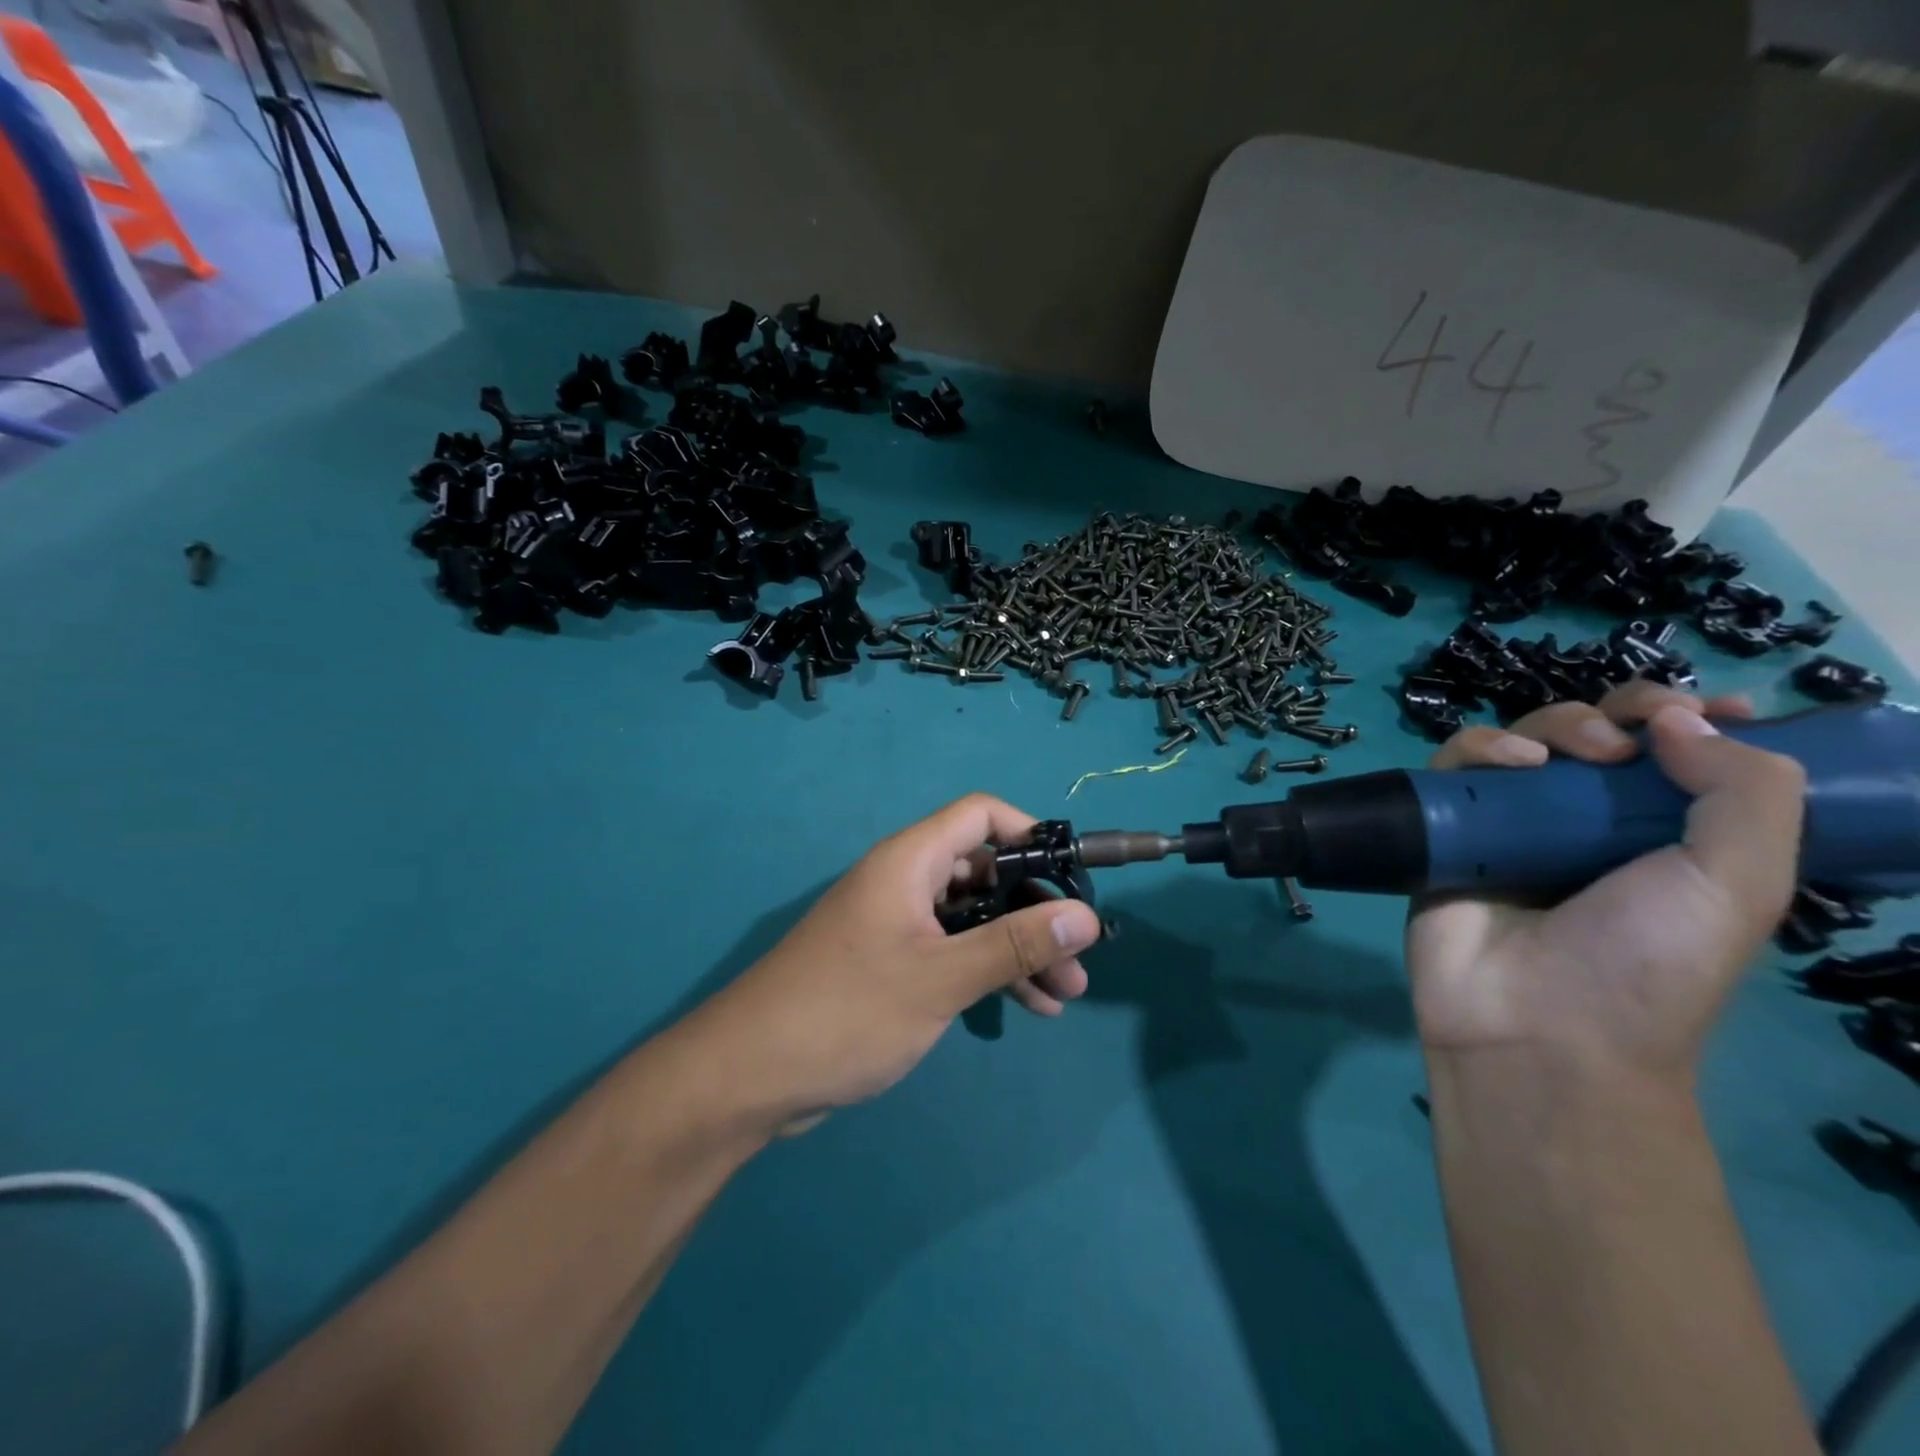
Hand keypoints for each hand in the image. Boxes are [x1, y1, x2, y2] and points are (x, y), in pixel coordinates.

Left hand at [686, 795, 1101, 1130]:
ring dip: (1019, 949)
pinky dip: (988, 972)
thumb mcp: (940, 978)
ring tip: (1067, 993)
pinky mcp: (890, 965)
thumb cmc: (847, 1011)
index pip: (981, 816)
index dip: (1030, 834)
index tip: (1072, 878)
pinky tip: (1028, 1008)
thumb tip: (1085, 917)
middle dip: (1035, 910)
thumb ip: (1014, 944)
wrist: (750, 1075)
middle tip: (1078, 957)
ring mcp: (896, 925)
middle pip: (984, 873)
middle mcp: (904, 882)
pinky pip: (952, 953)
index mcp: (910, 862)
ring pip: (973, 919)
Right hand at [1407, 681, 1803, 1087]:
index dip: (1698, 720)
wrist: (1538, 1024)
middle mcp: (1587, 823)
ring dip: (1552, 725)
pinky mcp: (1448, 830)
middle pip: (1597, 733)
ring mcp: (1512, 826)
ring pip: (1523, 739)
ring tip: (1567, 753)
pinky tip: (1509, 764)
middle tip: (1629, 732)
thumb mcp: (1741, 884)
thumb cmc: (1650, 963)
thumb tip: (1676, 719)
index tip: (1718, 708)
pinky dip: (1481, 749)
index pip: (1681, 756)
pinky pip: (1456, 767)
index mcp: (1664, 837)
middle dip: (1619, 712)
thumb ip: (1747, 791)